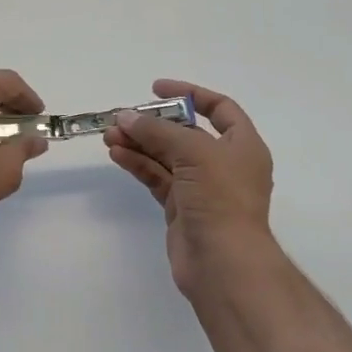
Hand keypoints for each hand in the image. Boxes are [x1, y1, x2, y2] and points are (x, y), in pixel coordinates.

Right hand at [105, 80, 280, 302]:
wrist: (223, 262)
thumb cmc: (221, 198)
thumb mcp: (194, 152)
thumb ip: (158, 131)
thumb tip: (126, 118)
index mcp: (242, 145)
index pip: (219, 108)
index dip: (190, 93)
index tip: (156, 89)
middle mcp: (223, 163)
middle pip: (185, 133)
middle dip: (153, 124)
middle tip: (121, 118)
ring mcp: (201, 187)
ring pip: (166, 156)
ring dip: (139, 144)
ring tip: (109, 136)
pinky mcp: (180, 207)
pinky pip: (157, 177)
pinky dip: (138, 165)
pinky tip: (117, 155)